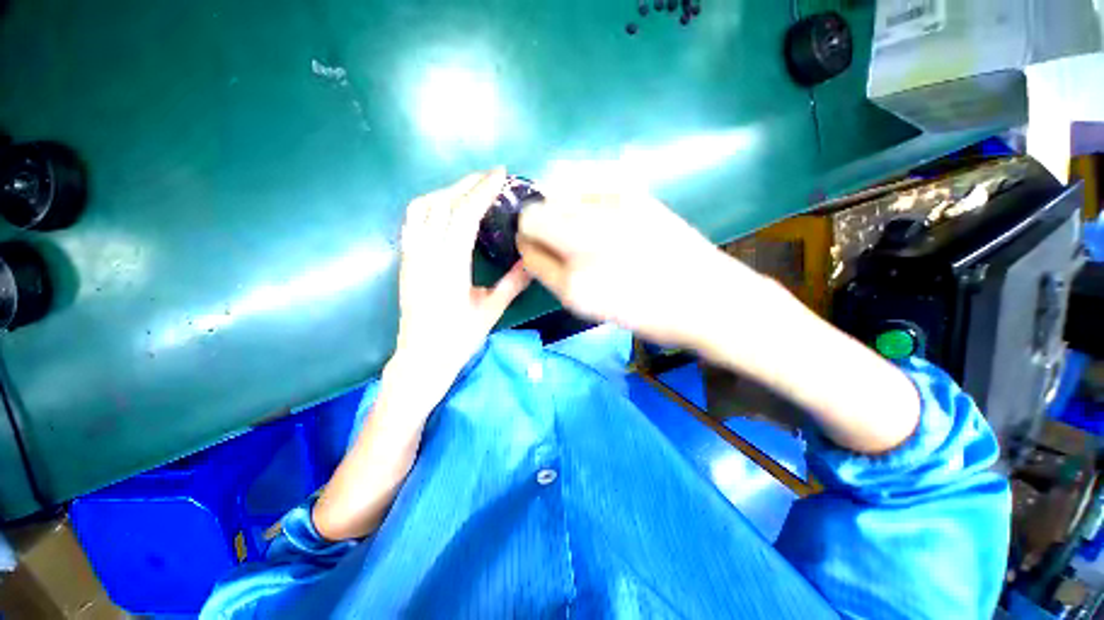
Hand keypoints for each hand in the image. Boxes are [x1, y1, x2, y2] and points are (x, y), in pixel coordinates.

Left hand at [391, 168, 530, 406]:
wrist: (421, 358)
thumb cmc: (458, 339)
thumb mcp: (490, 311)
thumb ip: (513, 283)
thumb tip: (532, 261)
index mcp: (449, 267)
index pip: (463, 216)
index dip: (481, 191)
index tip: (498, 174)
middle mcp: (425, 254)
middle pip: (441, 204)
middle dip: (466, 184)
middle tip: (489, 177)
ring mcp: (411, 255)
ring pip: (421, 208)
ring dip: (446, 191)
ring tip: (468, 189)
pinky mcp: (405, 260)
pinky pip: (412, 221)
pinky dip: (430, 205)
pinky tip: (445, 209)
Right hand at [517, 187, 764, 348]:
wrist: (704, 296)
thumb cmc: (645, 312)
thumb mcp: (586, 305)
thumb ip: (550, 272)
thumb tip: (530, 245)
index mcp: (574, 276)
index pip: (527, 241)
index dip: (527, 243)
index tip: (536, 250)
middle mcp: (585, 233)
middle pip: (535, 211)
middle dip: (538, 225)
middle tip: (559, 242)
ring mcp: (610, 205)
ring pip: (558, 191)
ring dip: (559, 209)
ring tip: (582, 230)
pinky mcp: (633, 191)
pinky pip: (586, 183)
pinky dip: (582, 197)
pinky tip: (601, 216)